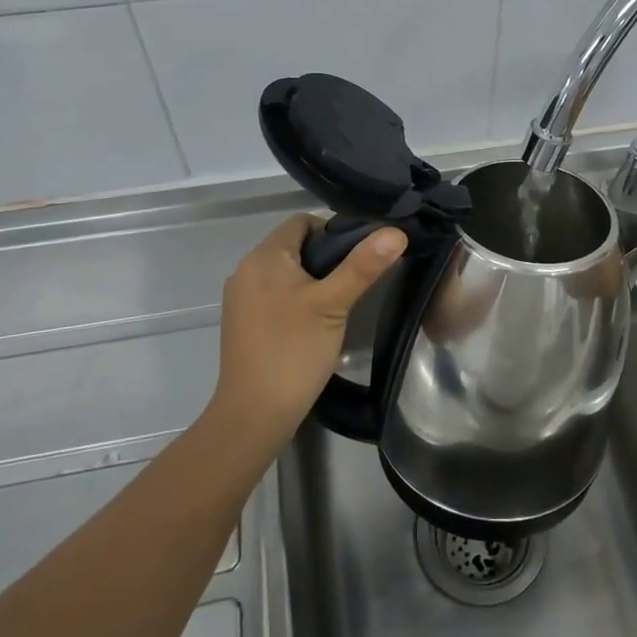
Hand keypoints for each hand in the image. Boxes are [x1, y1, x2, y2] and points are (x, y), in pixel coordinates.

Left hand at [210, 214, 407, 443]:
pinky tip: (318, 321)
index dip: (334, 229)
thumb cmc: (293, 351)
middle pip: (294, 246)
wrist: (254, 414)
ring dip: (314, 279)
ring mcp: (242, 299)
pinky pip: (276, 295)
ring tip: (343, 300)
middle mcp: (246, 271)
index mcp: (263, 257)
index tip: (362, 253)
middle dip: (327, 256)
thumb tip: (394, 232)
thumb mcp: (333, 304)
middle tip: (358, 278)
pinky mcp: (244, 323)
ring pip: (286, 273)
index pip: (302, 222)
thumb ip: (363, 266)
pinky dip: (298, 299)